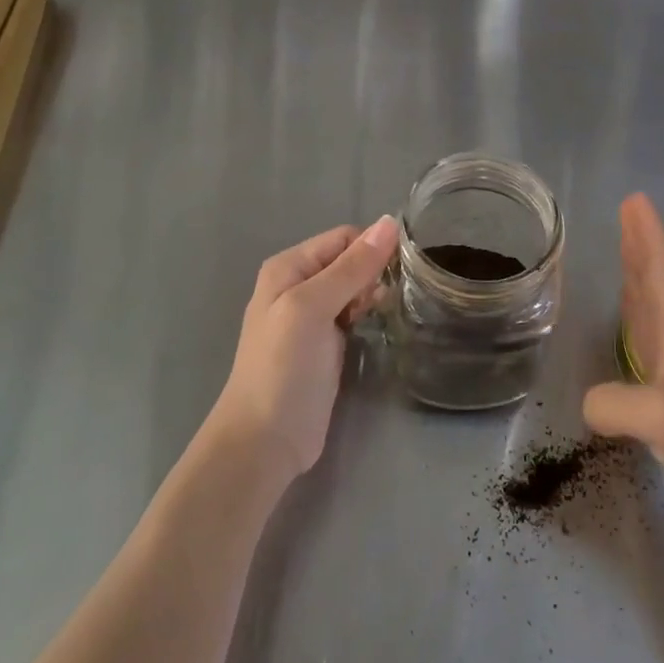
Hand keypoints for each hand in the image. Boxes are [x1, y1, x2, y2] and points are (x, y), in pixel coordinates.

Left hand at [211, 216, 399, 477]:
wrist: (265, 441)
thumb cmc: (284, 367)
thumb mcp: (314, 307)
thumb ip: (351, 267)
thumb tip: (390, 222)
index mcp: (289, 267)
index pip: (342, 238)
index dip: (371, 248)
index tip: (398, 269)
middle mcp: (298, 285)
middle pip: (349, 261)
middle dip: (373, 272)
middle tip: (389, 297)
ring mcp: (311, 317)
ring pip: (354, 287)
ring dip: (373, 293)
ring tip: (388, 311)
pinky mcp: (326, 344)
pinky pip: (353, 314)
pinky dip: (368, 314)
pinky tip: (380, 324)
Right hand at [582, 194, 663, 565]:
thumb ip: (616, 401)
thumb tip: (590, 403)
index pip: (663, 271)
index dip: (648, 235)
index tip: (635, 200)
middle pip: (659, 284)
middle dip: (641, 249)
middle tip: (624, 216)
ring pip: (655, 314)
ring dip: (638, 283)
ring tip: (622, 258)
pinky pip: (648, 351)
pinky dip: (634, 329)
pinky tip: (625, 332)